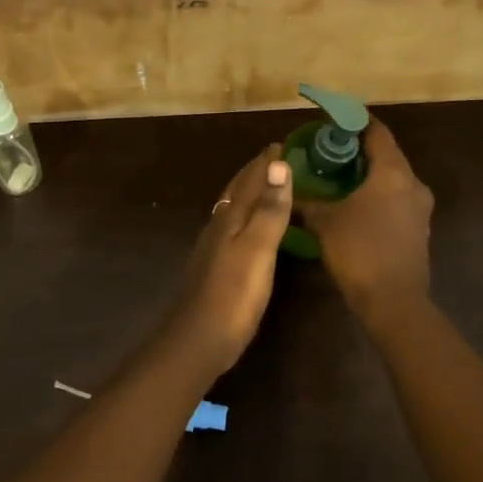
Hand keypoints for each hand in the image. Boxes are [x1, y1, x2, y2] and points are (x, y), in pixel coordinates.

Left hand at [168, 145, 293, 372]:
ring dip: (249, 192)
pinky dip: (246, 216)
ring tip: (266, 185)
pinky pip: (233, 228)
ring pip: (233, 208)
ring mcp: (214, 247)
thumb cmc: (234, 293)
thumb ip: (269, 209)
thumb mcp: (258, 249)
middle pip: (237, 190)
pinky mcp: (216, 266)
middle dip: (256, 172)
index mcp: (230, 218)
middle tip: (276, 158)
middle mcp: (219, 226)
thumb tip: (278, 163)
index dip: (266, 162)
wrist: (200, 338)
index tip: (282, 142)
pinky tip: (249, 228)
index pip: (250, 179)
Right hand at [297, 117, 432, 320]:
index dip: (354, 121)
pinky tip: (354, 205)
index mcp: (393, 172)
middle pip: (386, 154)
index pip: (376, 131)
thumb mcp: (324, 222)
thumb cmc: (359, 251)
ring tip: (338, 177)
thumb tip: (287, 187)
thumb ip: (307, 200)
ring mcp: (420, 208)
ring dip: (368, 174)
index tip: (332, 119)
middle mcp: (412, 183)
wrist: (393, 302)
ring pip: (392, 179)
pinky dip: (377, 195)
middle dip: (358, 149)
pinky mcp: (419, 229)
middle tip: (328, 150)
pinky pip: (396, 200)